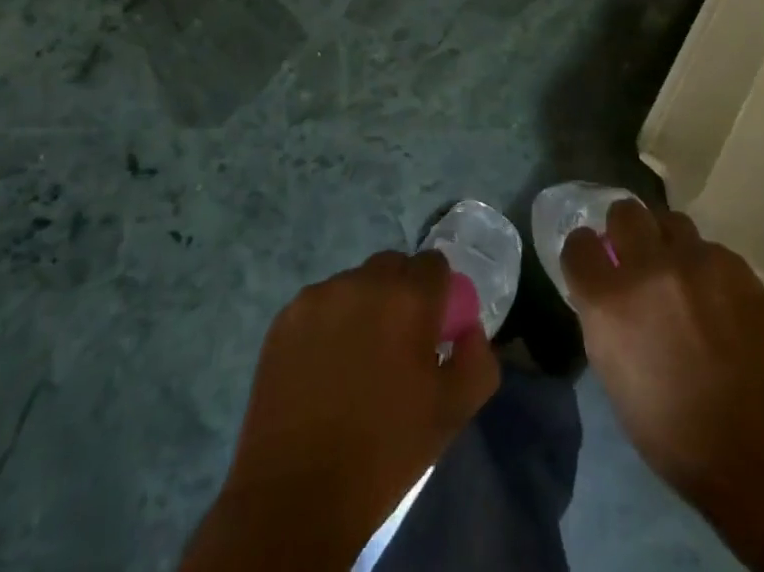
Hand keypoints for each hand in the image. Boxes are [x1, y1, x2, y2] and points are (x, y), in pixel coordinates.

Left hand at [182, 250, 499, 570]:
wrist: (295, 498)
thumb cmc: (384, 453)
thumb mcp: (452, 413)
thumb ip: (478, 361)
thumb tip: (470, 330)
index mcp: (409, 298)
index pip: (434, 265)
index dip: (437, 294)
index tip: (431, 331)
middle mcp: (364, 282)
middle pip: (393, 267)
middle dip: (401, 295)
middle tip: (396, 345)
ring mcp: (320, 296)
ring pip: (355, 284)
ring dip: (363, 307)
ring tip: (355, 360)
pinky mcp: (285, 317)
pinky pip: (320, 304)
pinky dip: (328, 323)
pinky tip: (323, 366)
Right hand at [561, 199, 763, 500]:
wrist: (759, 446)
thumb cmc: (675, 433)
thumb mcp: (616, 379)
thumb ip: (606, 322)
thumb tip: (606, 294)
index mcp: (609, 303)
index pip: (579, 245)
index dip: (584, 251)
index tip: (593, 260)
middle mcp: (647, 268)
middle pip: (625, 212)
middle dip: (625, 229)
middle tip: (635, 253)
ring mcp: (694, 260)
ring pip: (670, 220)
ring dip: (666, 240)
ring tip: (677, 270)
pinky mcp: (733, 263)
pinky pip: (708, 248)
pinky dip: (704, 265)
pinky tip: (716, 297)